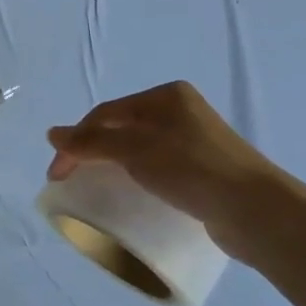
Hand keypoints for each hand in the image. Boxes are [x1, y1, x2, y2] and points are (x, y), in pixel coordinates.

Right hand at [47, 82, 268, 230]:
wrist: (254, 209)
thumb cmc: (191, 168)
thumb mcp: (135, 150)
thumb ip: (92, 142)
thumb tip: (52, 134)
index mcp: (165, 96)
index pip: (106, 113)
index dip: (75, 140)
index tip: (57, 176)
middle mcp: (180, 112)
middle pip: (121, 128)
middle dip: (91, 151)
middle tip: (71, 180)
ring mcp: (194, 141)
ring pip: (138, 149)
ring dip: (112, 165)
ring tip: (94, 187)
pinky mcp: (202, 169)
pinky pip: (156, 167)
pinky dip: (135, 177)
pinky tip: (130, 192)